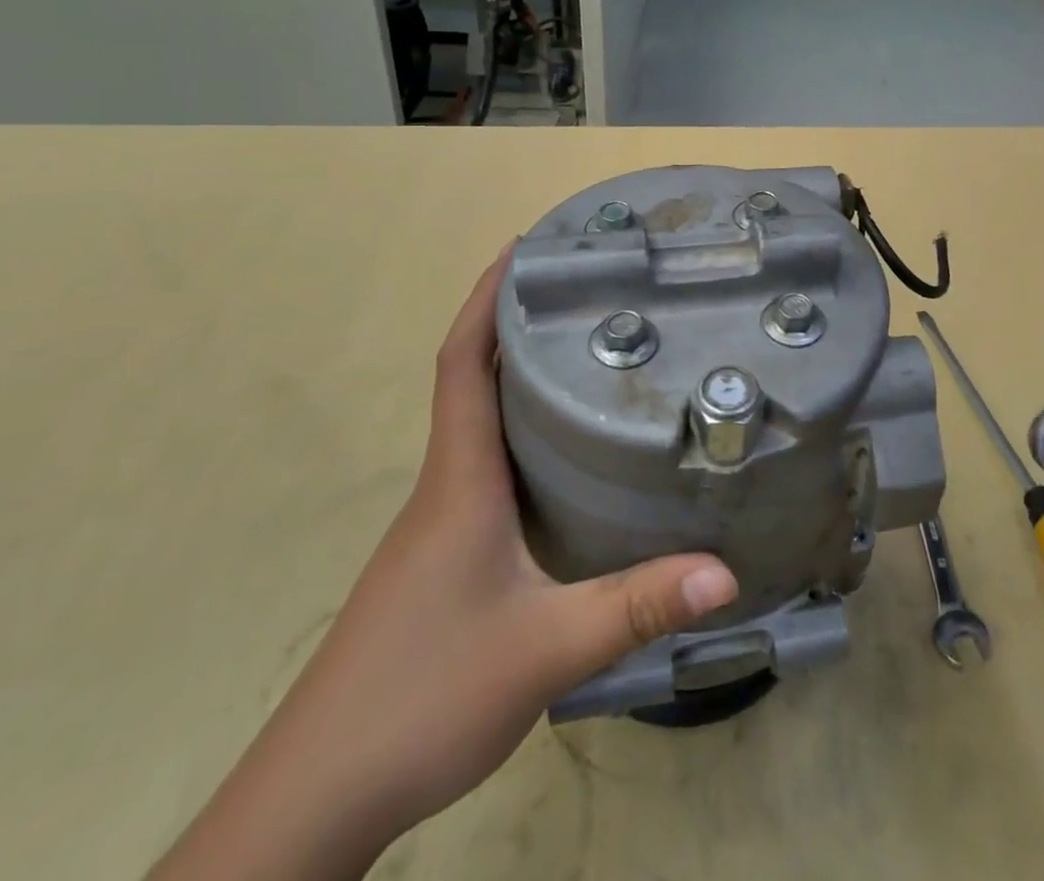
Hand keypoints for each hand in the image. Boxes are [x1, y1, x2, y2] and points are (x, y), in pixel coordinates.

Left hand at [149, 248, 737, 880]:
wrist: (317, 796)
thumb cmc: (422, 696)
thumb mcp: (544, 648)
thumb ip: (635, 605)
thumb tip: (725, 572)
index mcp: (460, 479)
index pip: (463, 363)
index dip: (486, 299)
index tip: (524, 248)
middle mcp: (447, 485)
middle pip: (474, 379)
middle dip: (516, 323)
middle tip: (583, 290)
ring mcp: (441, 523)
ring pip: (482, 425)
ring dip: (518, 377)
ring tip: (587, 353)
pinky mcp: (447, 556)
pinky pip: (488, 467)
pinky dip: (522, 434)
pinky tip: (568, 455)